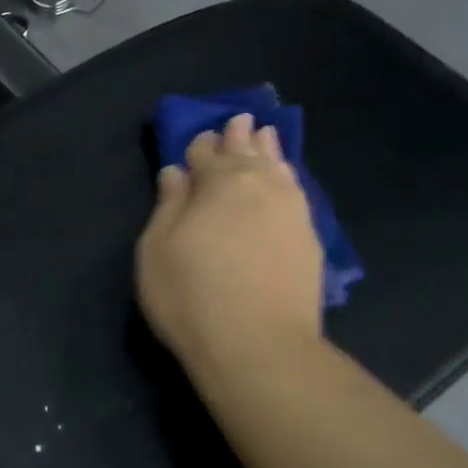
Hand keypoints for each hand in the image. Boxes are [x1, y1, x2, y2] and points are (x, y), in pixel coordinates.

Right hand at [136, 113, 323, 375]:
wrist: (258, 347)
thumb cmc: (191, 296)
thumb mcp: (158, 250)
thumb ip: (168, 205)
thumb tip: (176, 173)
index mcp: (219, 184)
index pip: (206, 154)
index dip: (198, 147)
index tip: (196, 142)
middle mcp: (259, 187)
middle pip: (246, 154)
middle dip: (237, 138)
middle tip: (238, 121)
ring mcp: (291, 212)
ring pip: (278, 168)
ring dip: (268, 150)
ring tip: (265, 135)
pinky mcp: (310, 239)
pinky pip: (296, 192)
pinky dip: (288, 177)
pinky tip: (286, 177)